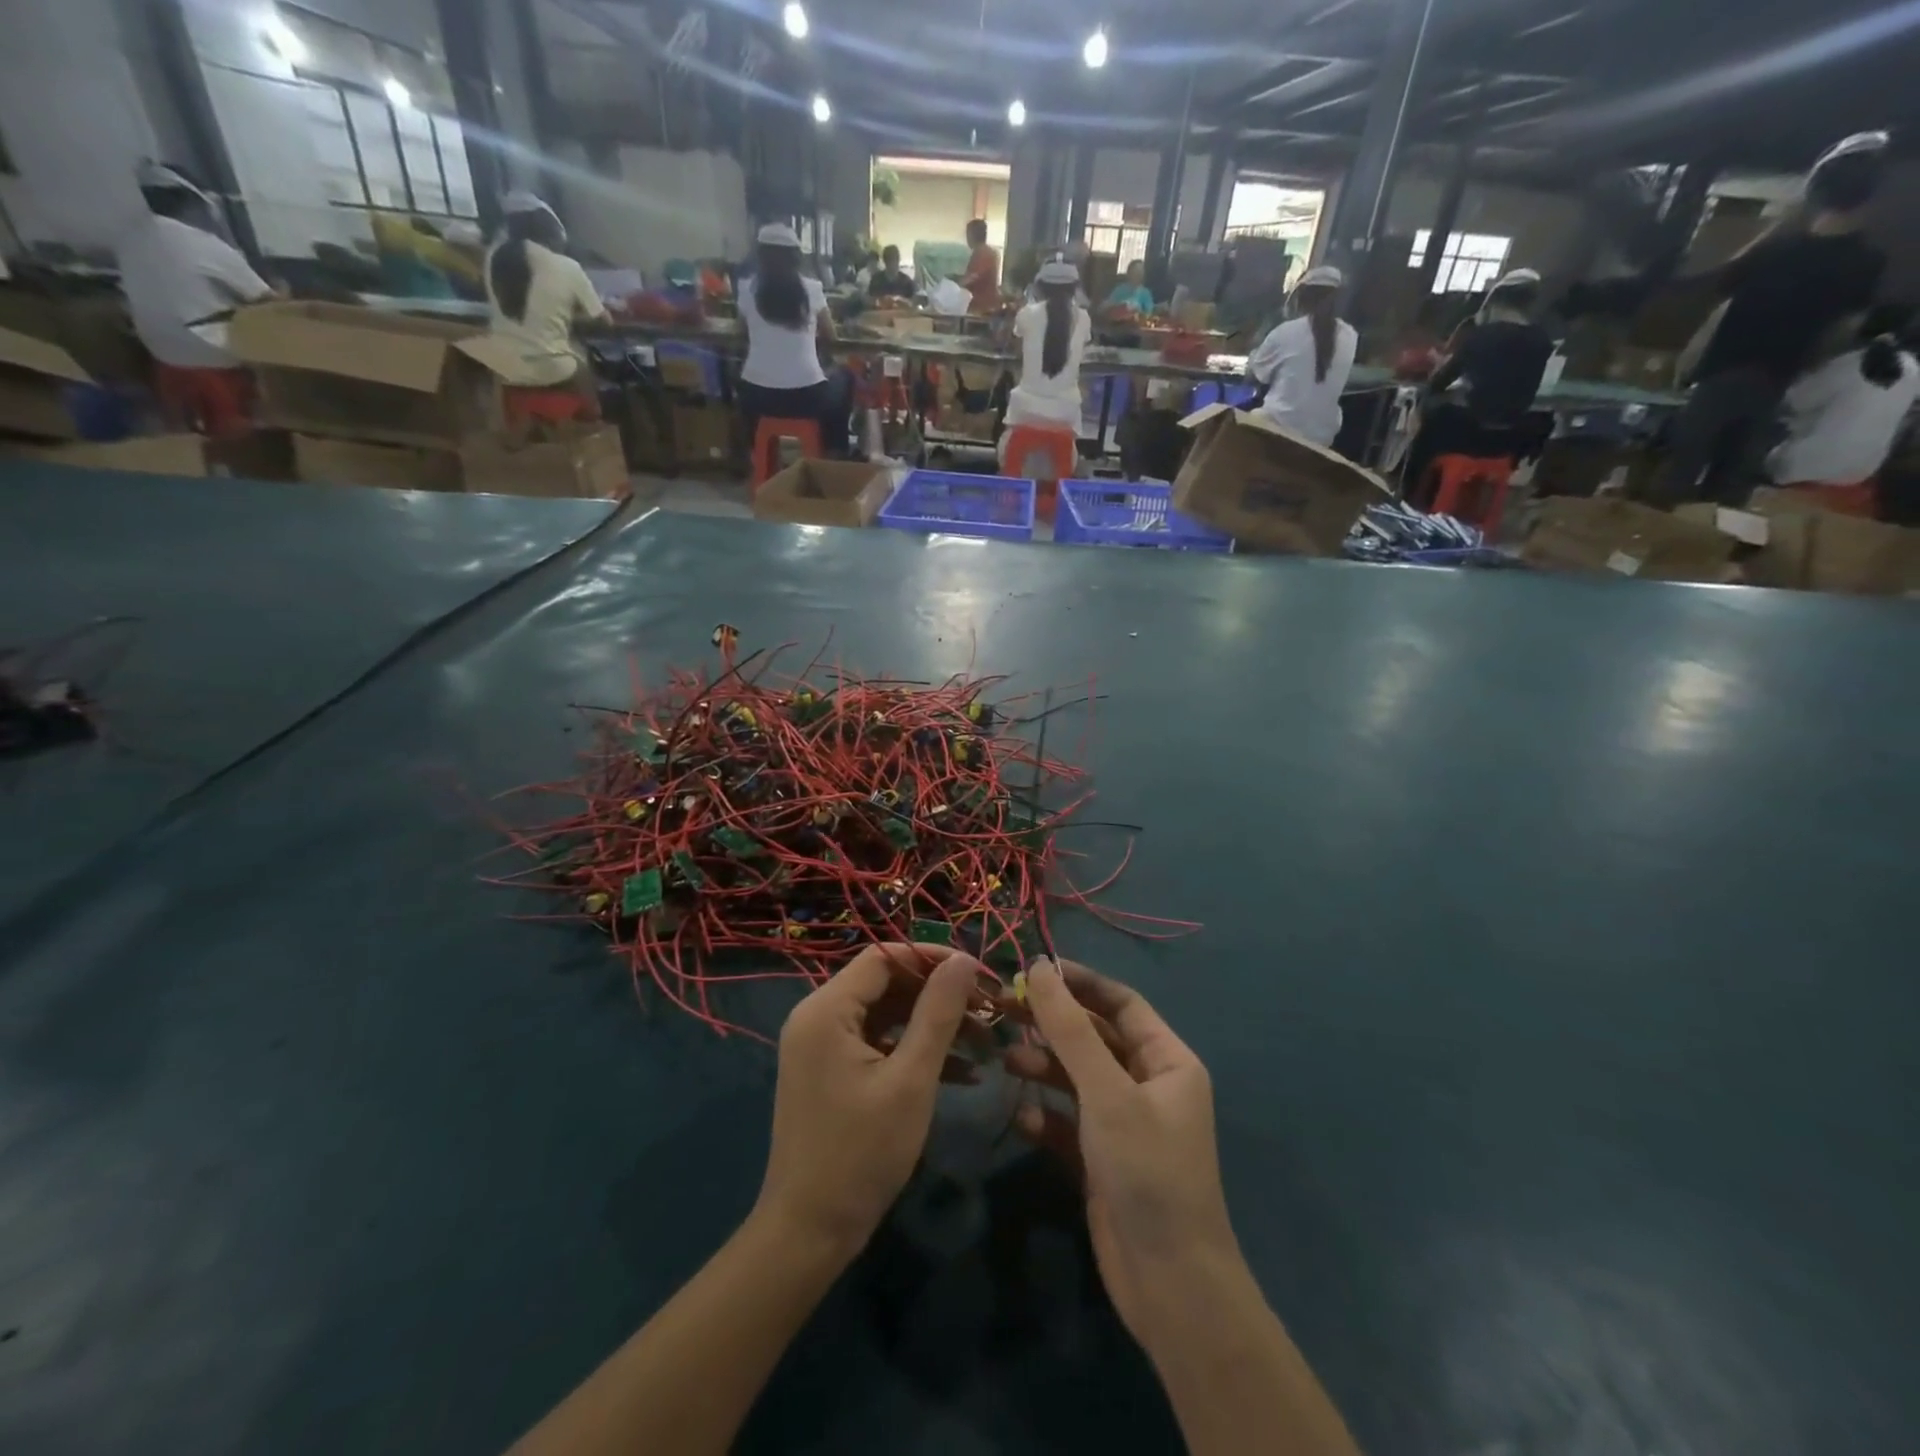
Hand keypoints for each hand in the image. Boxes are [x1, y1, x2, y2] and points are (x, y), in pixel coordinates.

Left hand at [756, 943, 982, 1258]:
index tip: (978, 973)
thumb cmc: (861, 1153)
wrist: (809, 1233)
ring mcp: (823, 1047)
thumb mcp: (910, 1079)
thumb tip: (964, 960)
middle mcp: (818, 1017)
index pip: (883, 957)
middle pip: (886, 984)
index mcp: (826, 1009)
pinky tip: (964, 1073)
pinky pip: (879, 1044)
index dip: (931, 958)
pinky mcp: (833, 1072)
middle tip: (988, 1010)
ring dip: (933, 1025)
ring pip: (887, 1015)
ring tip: (985, 1041)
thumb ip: (938, 1013)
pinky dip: (915, 1052)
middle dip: (939, 995)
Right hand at [1007, 959, 1238, 1339]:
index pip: (1121, 1003)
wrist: (1170, 1286)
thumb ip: (1070, 1029)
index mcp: (1167, 1061)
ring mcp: (1125, 1124)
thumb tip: (1041, 966)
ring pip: (1077, 1078)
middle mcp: (1148, 1085)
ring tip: (1006, 1061)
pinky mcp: (1102, 1159)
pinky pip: (1069, 1122)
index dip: (1079, 982)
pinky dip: (1046, 1116)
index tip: (1033, 968)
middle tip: (1003, 1008)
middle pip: (1094, 1037)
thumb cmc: (1147, 1171)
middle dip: (1052, 1024)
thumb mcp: (1106, 1092)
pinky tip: (1023, 1120)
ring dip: (1044, 1067)